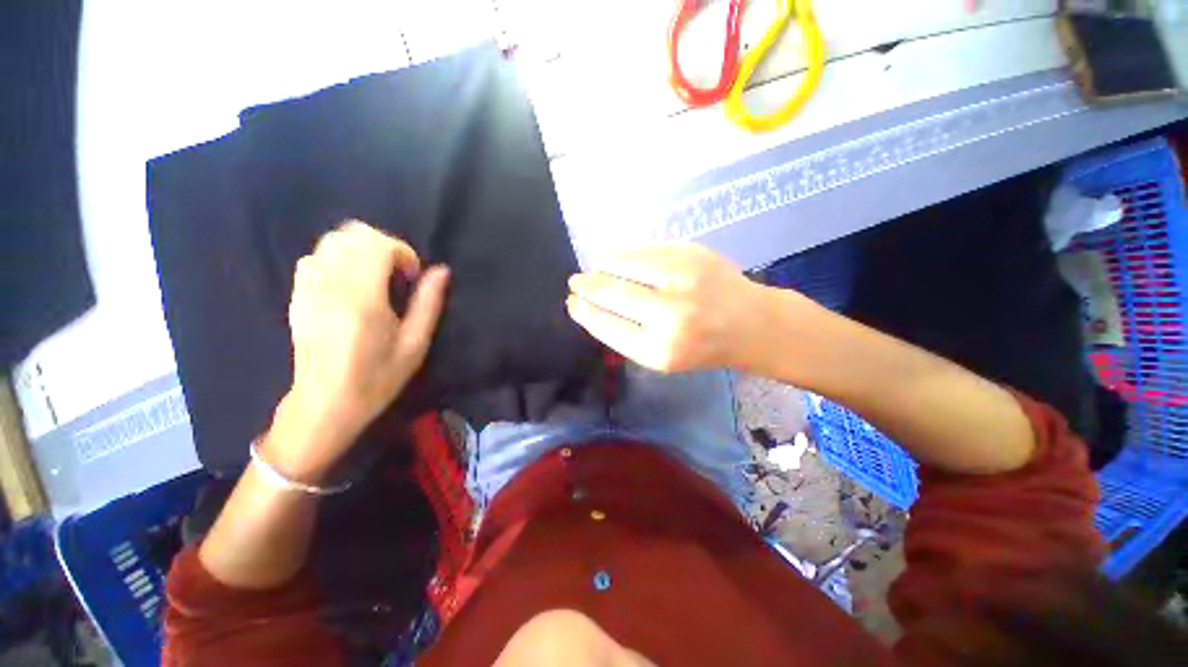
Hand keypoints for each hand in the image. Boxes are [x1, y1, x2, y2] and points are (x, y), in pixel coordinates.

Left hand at [269, 221, 449, 479]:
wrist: (324, 403)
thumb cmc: (377, 378)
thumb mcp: (415, 345)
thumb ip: (429, 303)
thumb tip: (441, 271)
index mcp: (362, 299)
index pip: (377, 245)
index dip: (402, 252)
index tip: (412, 277)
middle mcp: (330, 286)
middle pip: (352, 234)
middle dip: (383, 245)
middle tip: (397, 274)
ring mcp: (308, 289)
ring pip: (331, 241)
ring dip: (360, 249)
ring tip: (376, 277)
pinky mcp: (297, 295)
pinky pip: (315, 257)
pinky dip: (338, 258)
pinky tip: (351, 284)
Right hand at [566, 243, 766, 372]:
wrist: (750, 323)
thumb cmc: (701, 347)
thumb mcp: (660, 357)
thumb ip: (625, 335)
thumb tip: (591, 305)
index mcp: (658, 349)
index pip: (605, 325)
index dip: (583, 311)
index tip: (572, 303)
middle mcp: (669, 314)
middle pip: (610, 292)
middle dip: (586, 285)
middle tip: (575, 282)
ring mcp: (682, 278)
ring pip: (623, 264)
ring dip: (601, 266)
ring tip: (595, 269)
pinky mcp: (691, 252)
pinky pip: (643, 249)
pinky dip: (623, 254)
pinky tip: (617, 259)